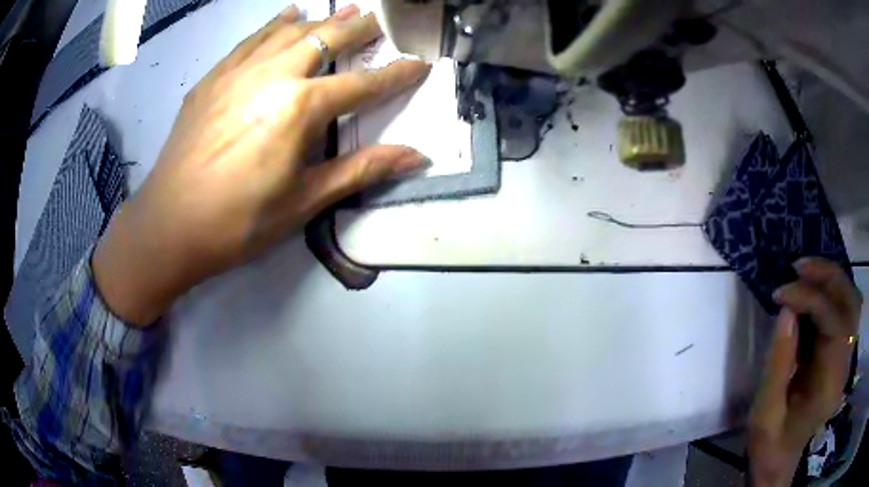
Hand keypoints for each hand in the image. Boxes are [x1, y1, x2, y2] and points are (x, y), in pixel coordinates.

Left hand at [92, 4, 430, 325]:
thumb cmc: (239, 221)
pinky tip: (288, 15)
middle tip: (379, 22)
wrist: (169, 225)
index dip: (396, 75)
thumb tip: (417, 156)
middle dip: (358, 30)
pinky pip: (251, 40)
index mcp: (300, 108)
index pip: (362, 85)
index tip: (420, 63)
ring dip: (321, 21)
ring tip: (344, 12)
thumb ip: (362, 170)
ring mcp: (239, 72)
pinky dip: (275, 24)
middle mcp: (273, 76)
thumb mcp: (305, 201)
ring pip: (289, 31)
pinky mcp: (213, 78)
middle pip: (326, 40)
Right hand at [748, 258, 860, 486]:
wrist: (780, 461)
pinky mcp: (842, 354)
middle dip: (827, 277)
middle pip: (850, 304)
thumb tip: (786, 311)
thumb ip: (778, 365)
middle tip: (798, 267)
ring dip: (833, 279)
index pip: (834, 324)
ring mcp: (846, 358)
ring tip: (807, 272)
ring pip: (852, 301)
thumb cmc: (771, 444)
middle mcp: (845, 366)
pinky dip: (834, 292)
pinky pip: (846, 310)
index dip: (811, 300)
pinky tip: (816, 291)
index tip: (781, 293)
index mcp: (829, 386)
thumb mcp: (765, 414)